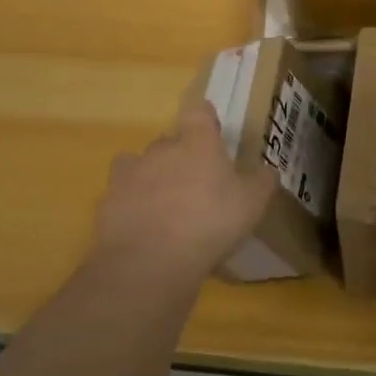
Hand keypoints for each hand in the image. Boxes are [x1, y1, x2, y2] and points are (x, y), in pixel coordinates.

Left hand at [91, 90, 277, 283]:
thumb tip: (268, 171)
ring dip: (151, 178)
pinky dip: (131, 205)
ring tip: (164, 206)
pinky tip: (142, 228)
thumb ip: (261, 183)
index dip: (205, 120)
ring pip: (141, 165)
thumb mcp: (251, 205)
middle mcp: (162, 149)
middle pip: (169, 141)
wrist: (149, 262)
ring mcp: (131, 174)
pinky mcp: (107, 202)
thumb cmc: (210, 223)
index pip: (199, 113)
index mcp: (198, 142)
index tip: (211, 133)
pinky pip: (121, 195)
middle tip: (195, 184)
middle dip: (180, 156)